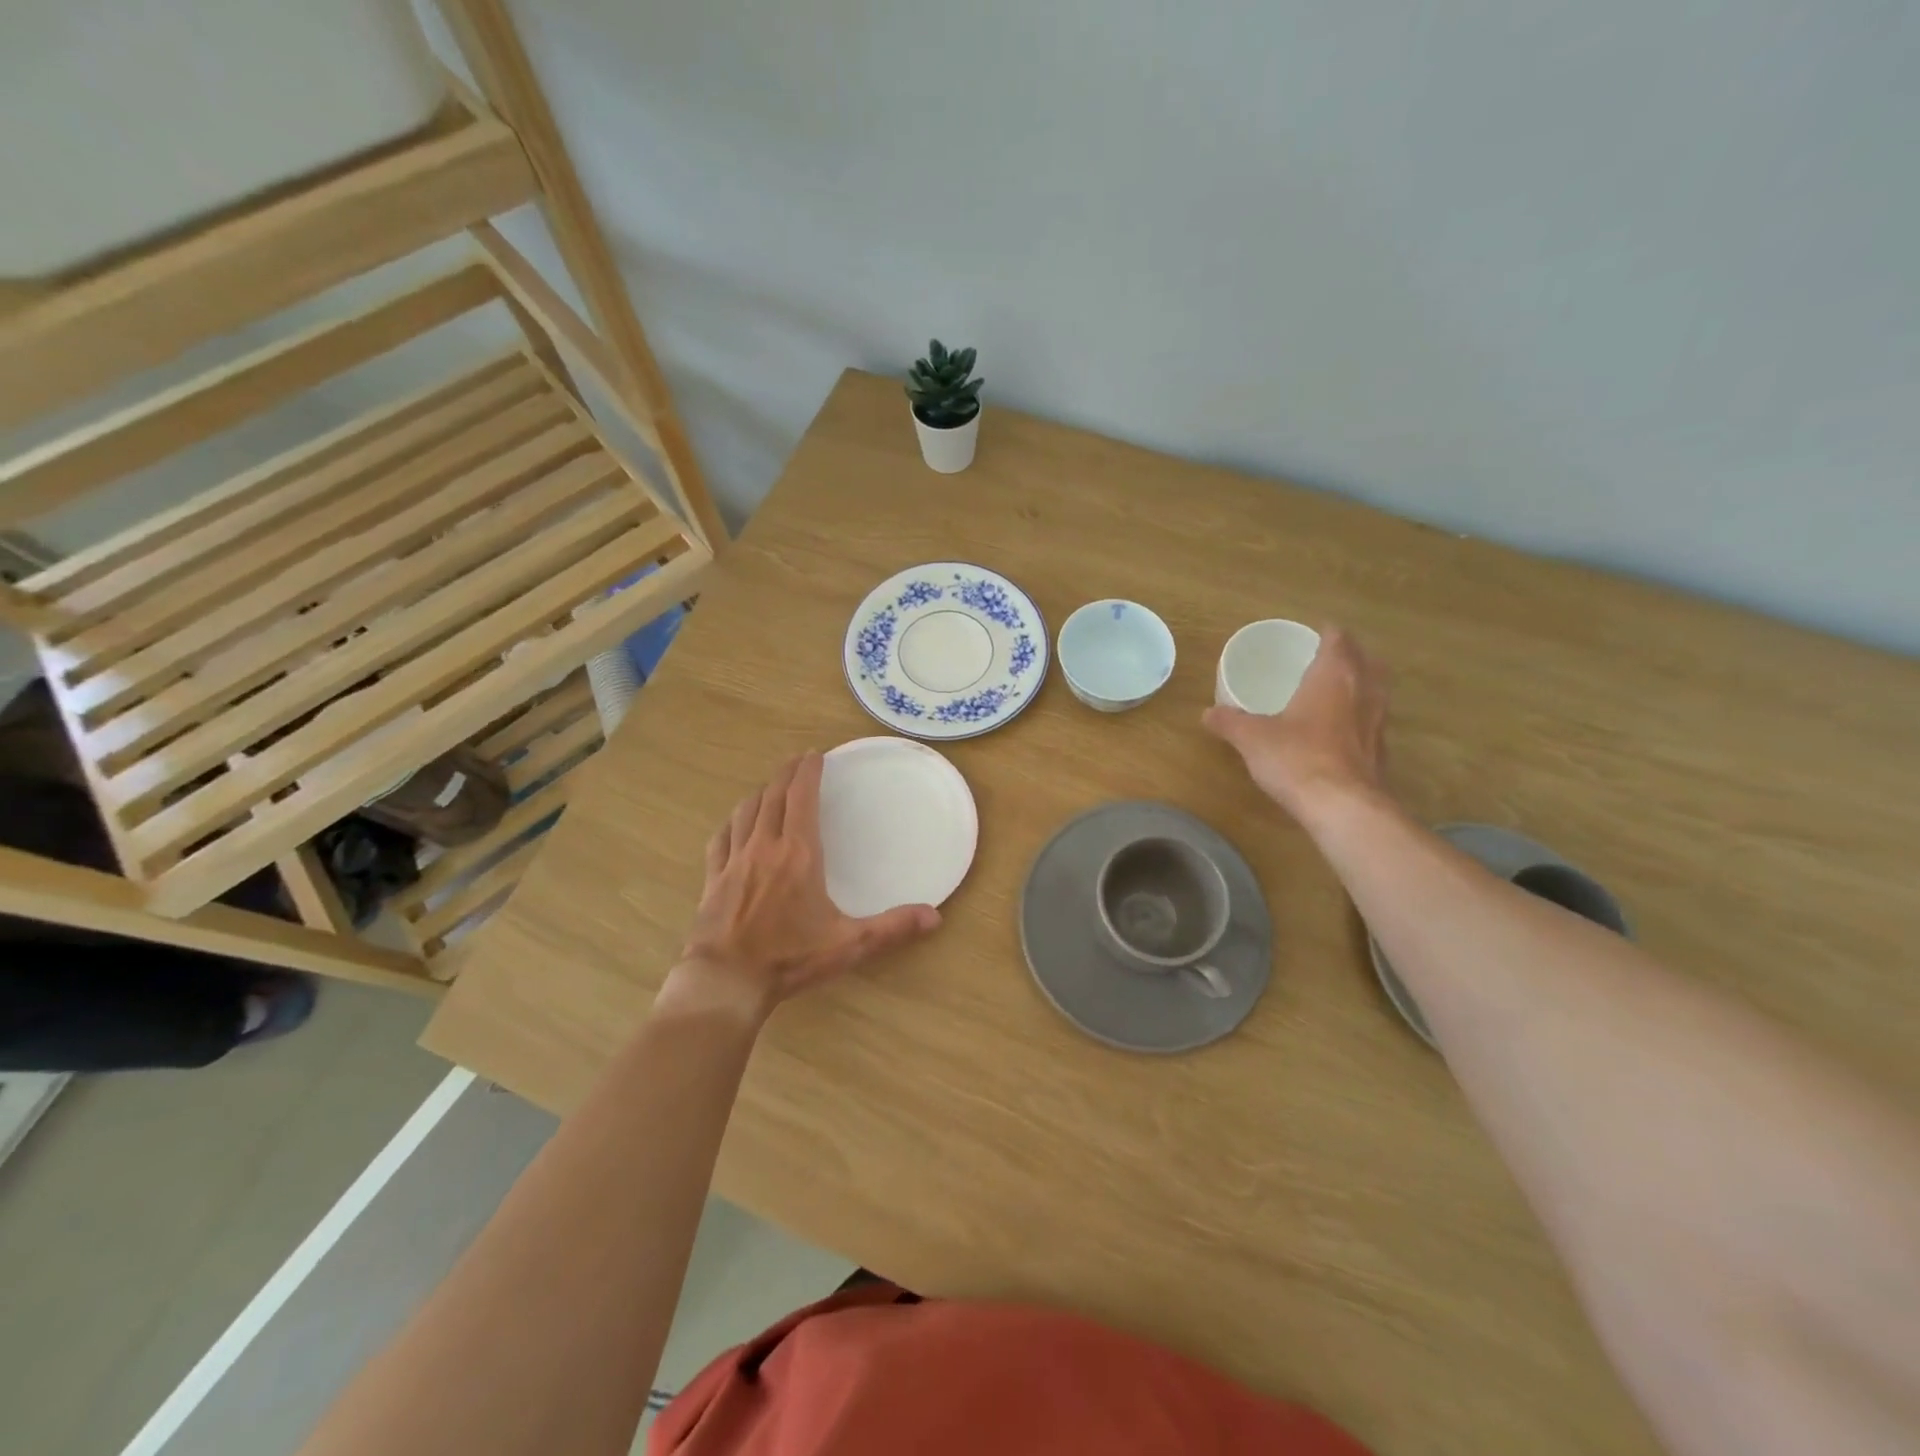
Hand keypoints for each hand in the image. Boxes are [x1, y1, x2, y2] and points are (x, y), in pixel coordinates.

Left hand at [669, 753, 940, 1018]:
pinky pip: (721, 838)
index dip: (808, 772)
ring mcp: (735, 861)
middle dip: (786, 773)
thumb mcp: (849, 944)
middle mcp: (765, 847)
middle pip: (773, 796)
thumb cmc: (790, 958)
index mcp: (799, 854)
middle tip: (797, 760)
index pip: (801, 797)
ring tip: (771, 786)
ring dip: (760, 793)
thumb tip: (934, 916)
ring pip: (746, 811)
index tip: (815, 755)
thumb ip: (892, 928)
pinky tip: (735, 823)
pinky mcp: (714, 878)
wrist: (726, 980)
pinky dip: (732, 822)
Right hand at [1202, 625, 1389, 820]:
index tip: (1316, 632)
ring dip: (1361, 684)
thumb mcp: (1252, 738)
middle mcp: (1363, 691)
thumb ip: (1230, 722)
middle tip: (1328, 658)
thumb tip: (1207, 713)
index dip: (1329, 633)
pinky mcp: (1381, 751)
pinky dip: (1360, 717)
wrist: (1343, 807)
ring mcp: (1378, 722)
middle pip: (1366, 661)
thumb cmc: (1297, 758)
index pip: (1339, 641)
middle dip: (1350, 655)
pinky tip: (1342, 730)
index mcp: (1333, 677)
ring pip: (1375, 690)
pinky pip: (1373, 721)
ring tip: (1338, 690)